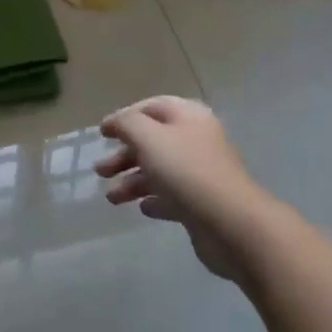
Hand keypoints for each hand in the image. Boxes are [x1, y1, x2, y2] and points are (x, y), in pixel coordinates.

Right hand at [95, 96, 261, 279]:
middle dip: (124, 154)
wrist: (231, 224)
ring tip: (112, 198)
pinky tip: (142, 208)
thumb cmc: (186, 171)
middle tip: (100, 170)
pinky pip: (172, 196)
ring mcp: (201, 173)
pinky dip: (154, 199)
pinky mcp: (202, 203)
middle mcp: (196, 140)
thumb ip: (127, 124)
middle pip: (153, 141)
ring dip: (133, 181)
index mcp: (188, 116)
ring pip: (160, 170)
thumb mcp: (148, 137)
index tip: (102, 133)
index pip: (151, 107)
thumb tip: (115, 123)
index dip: (125, 117)